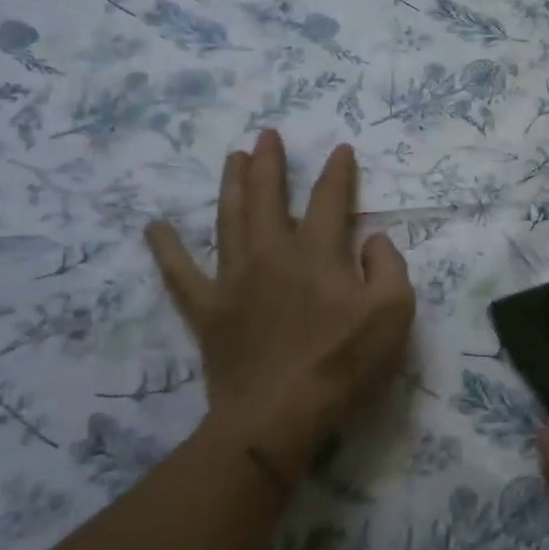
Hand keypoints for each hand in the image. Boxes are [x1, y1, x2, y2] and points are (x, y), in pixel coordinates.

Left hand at [145, 131, 415, 477]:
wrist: (279, 414)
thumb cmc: (344, 362)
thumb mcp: (394, 311)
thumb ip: (389, 266)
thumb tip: (372, 240)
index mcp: (317, 251)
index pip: (329, 199)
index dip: (337, 172)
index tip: (340, 150)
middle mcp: (272, 253)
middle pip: (268, 196)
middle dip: (270, 162)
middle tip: (267, 135)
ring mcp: (233, 279)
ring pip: (228, 219)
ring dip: (232, 185)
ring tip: (233, 157)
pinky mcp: (208, 310)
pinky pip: (180, 274)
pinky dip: (167, 249)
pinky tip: (155, 227)